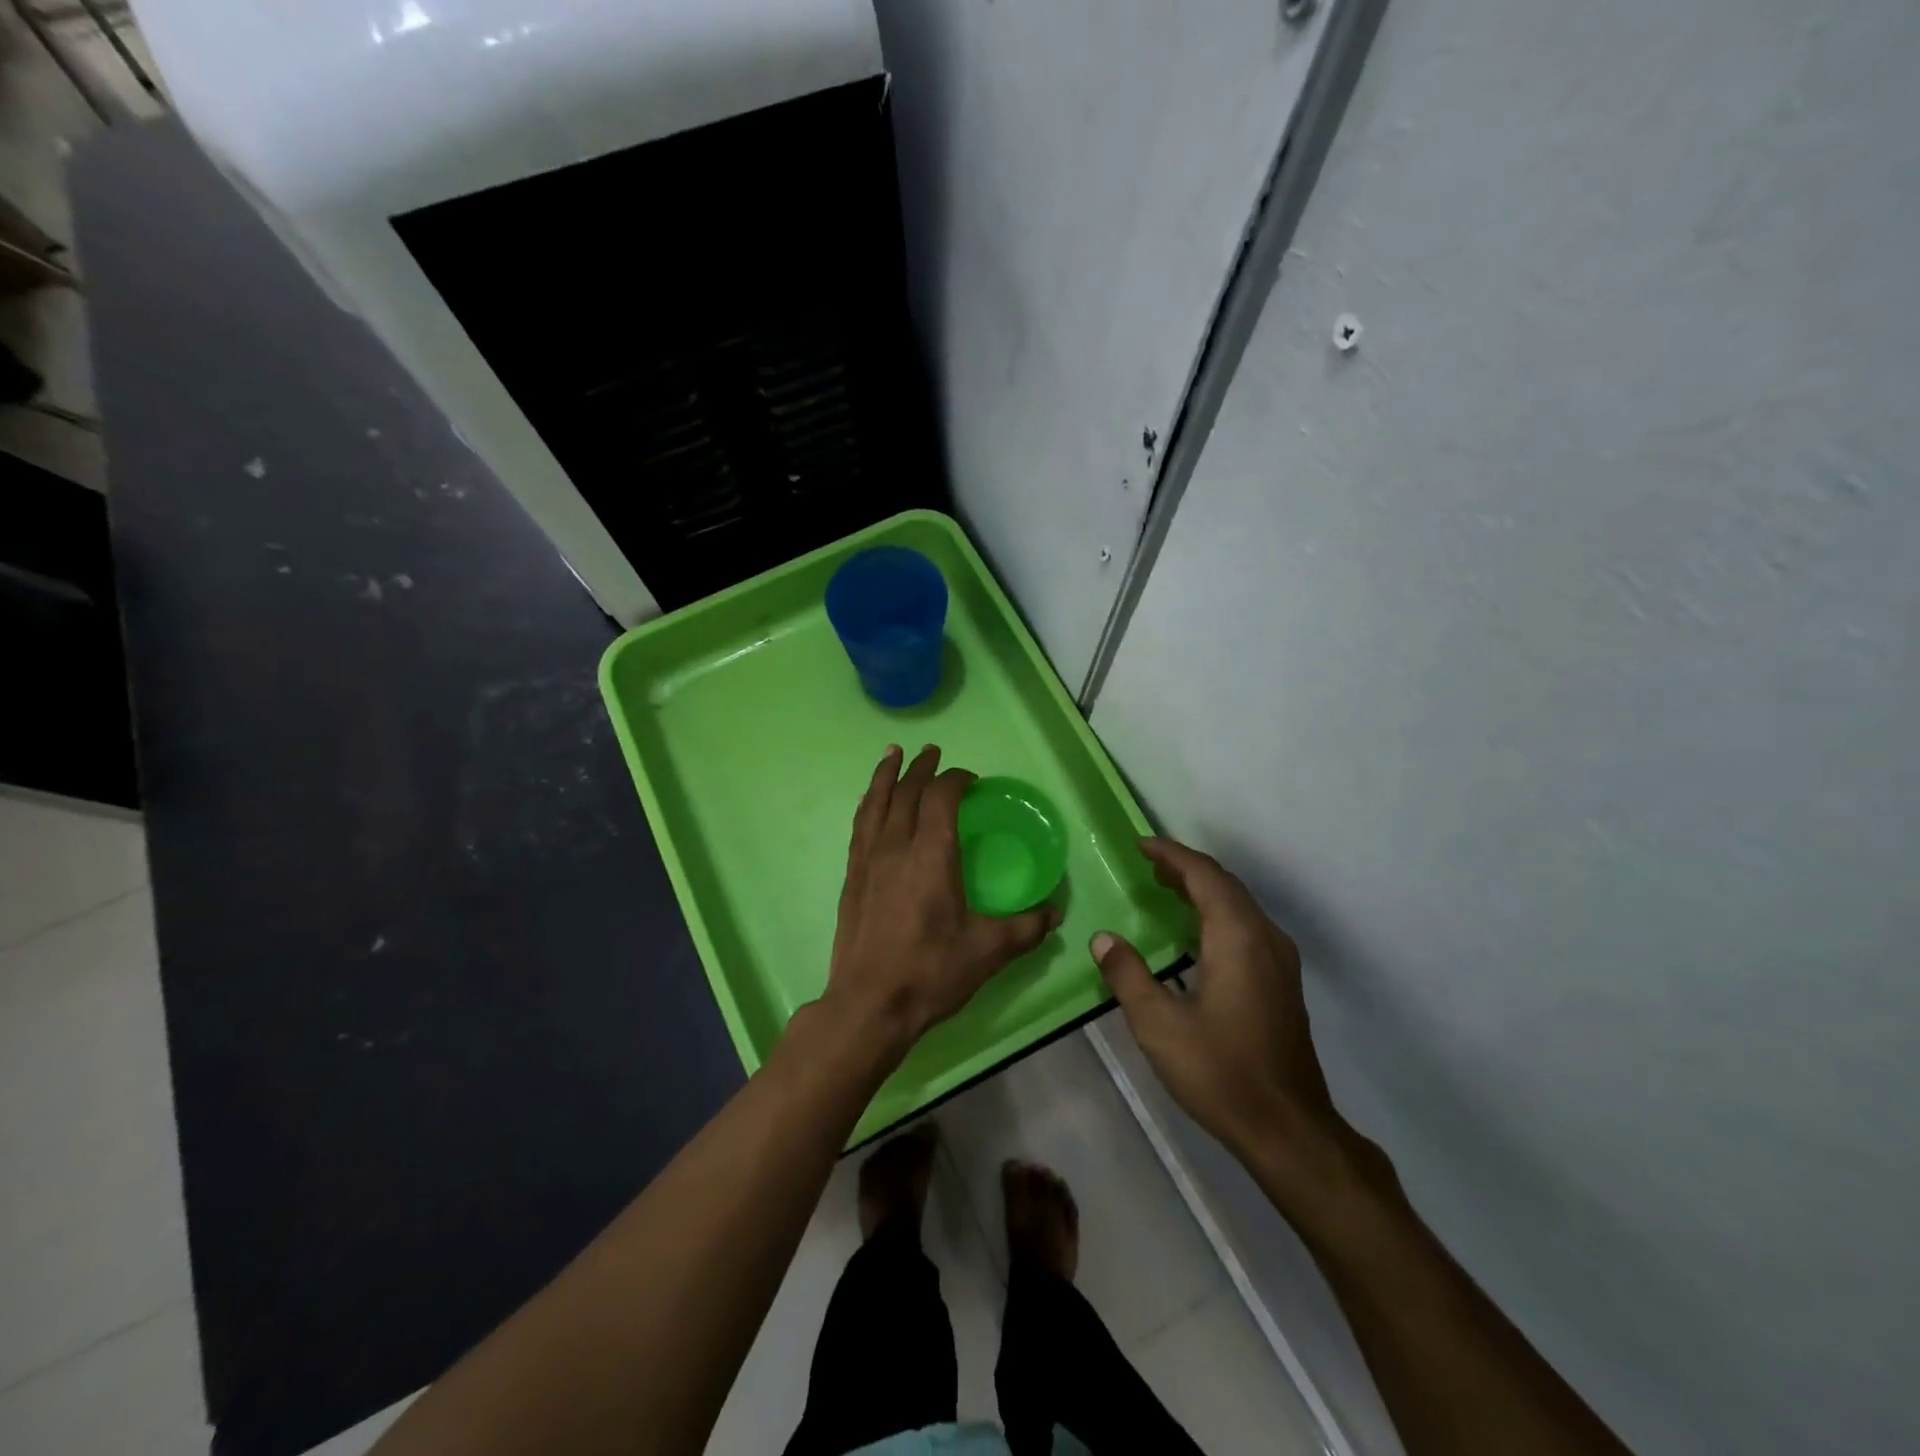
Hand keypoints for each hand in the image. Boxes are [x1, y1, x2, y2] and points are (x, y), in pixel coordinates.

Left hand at [825, 745, 1057, 1051]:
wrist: (869, 1004)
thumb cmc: (931, 972)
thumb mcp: (988, 951)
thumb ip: (1026, 927)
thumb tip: (1054, 913)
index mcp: (931, 855)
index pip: (941, 798)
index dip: (955, 779)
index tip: (970, 778)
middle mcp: (896, 847)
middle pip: (906, 792)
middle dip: (921, 768)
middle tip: (932, 751)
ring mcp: (868, 861)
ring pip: (876, 803)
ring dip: (886, 775)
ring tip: (893, 754)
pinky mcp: (852, 877)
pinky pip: (860, 826)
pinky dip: (868, 804)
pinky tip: (871, 803)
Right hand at [1091, 838, 1343, 1174]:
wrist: (1288, 1128)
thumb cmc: (1220, 1072)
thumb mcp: (1159, 1025)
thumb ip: (1128, 975)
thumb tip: (1103, 939)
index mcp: (1236, 937)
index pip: (1204, 875)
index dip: (1171, 854)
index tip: (1140, 844)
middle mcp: (1264, 937)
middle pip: (1224, 884)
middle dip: (1185, 868)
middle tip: (1147, 864)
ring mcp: (1279, 959)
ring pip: (1239, 905)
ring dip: (1203, 889)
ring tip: (1165, 888)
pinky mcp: (1282, 981)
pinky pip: (1246, 926)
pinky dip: (1217, 912)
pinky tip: (1194, 933)